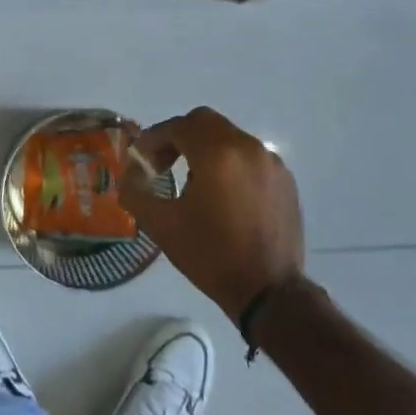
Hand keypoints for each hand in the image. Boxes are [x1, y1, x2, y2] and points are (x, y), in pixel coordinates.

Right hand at [122, 107, 305, 321]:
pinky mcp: (285, 179)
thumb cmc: (211, 255)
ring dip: (206, 150)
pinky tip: (224, 196)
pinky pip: (250, 157)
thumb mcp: (162, 226)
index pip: (179, 126)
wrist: (269, 291)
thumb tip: (129, 174)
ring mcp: (271, 162)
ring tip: (194, 184)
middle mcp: (248, 147)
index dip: (155, 138)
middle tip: (164, 164)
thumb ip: (136, 192)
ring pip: (230, 138)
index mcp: (218, 153)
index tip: (142, 160)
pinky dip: (231, 164)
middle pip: (206, 123)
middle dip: (179, 137)